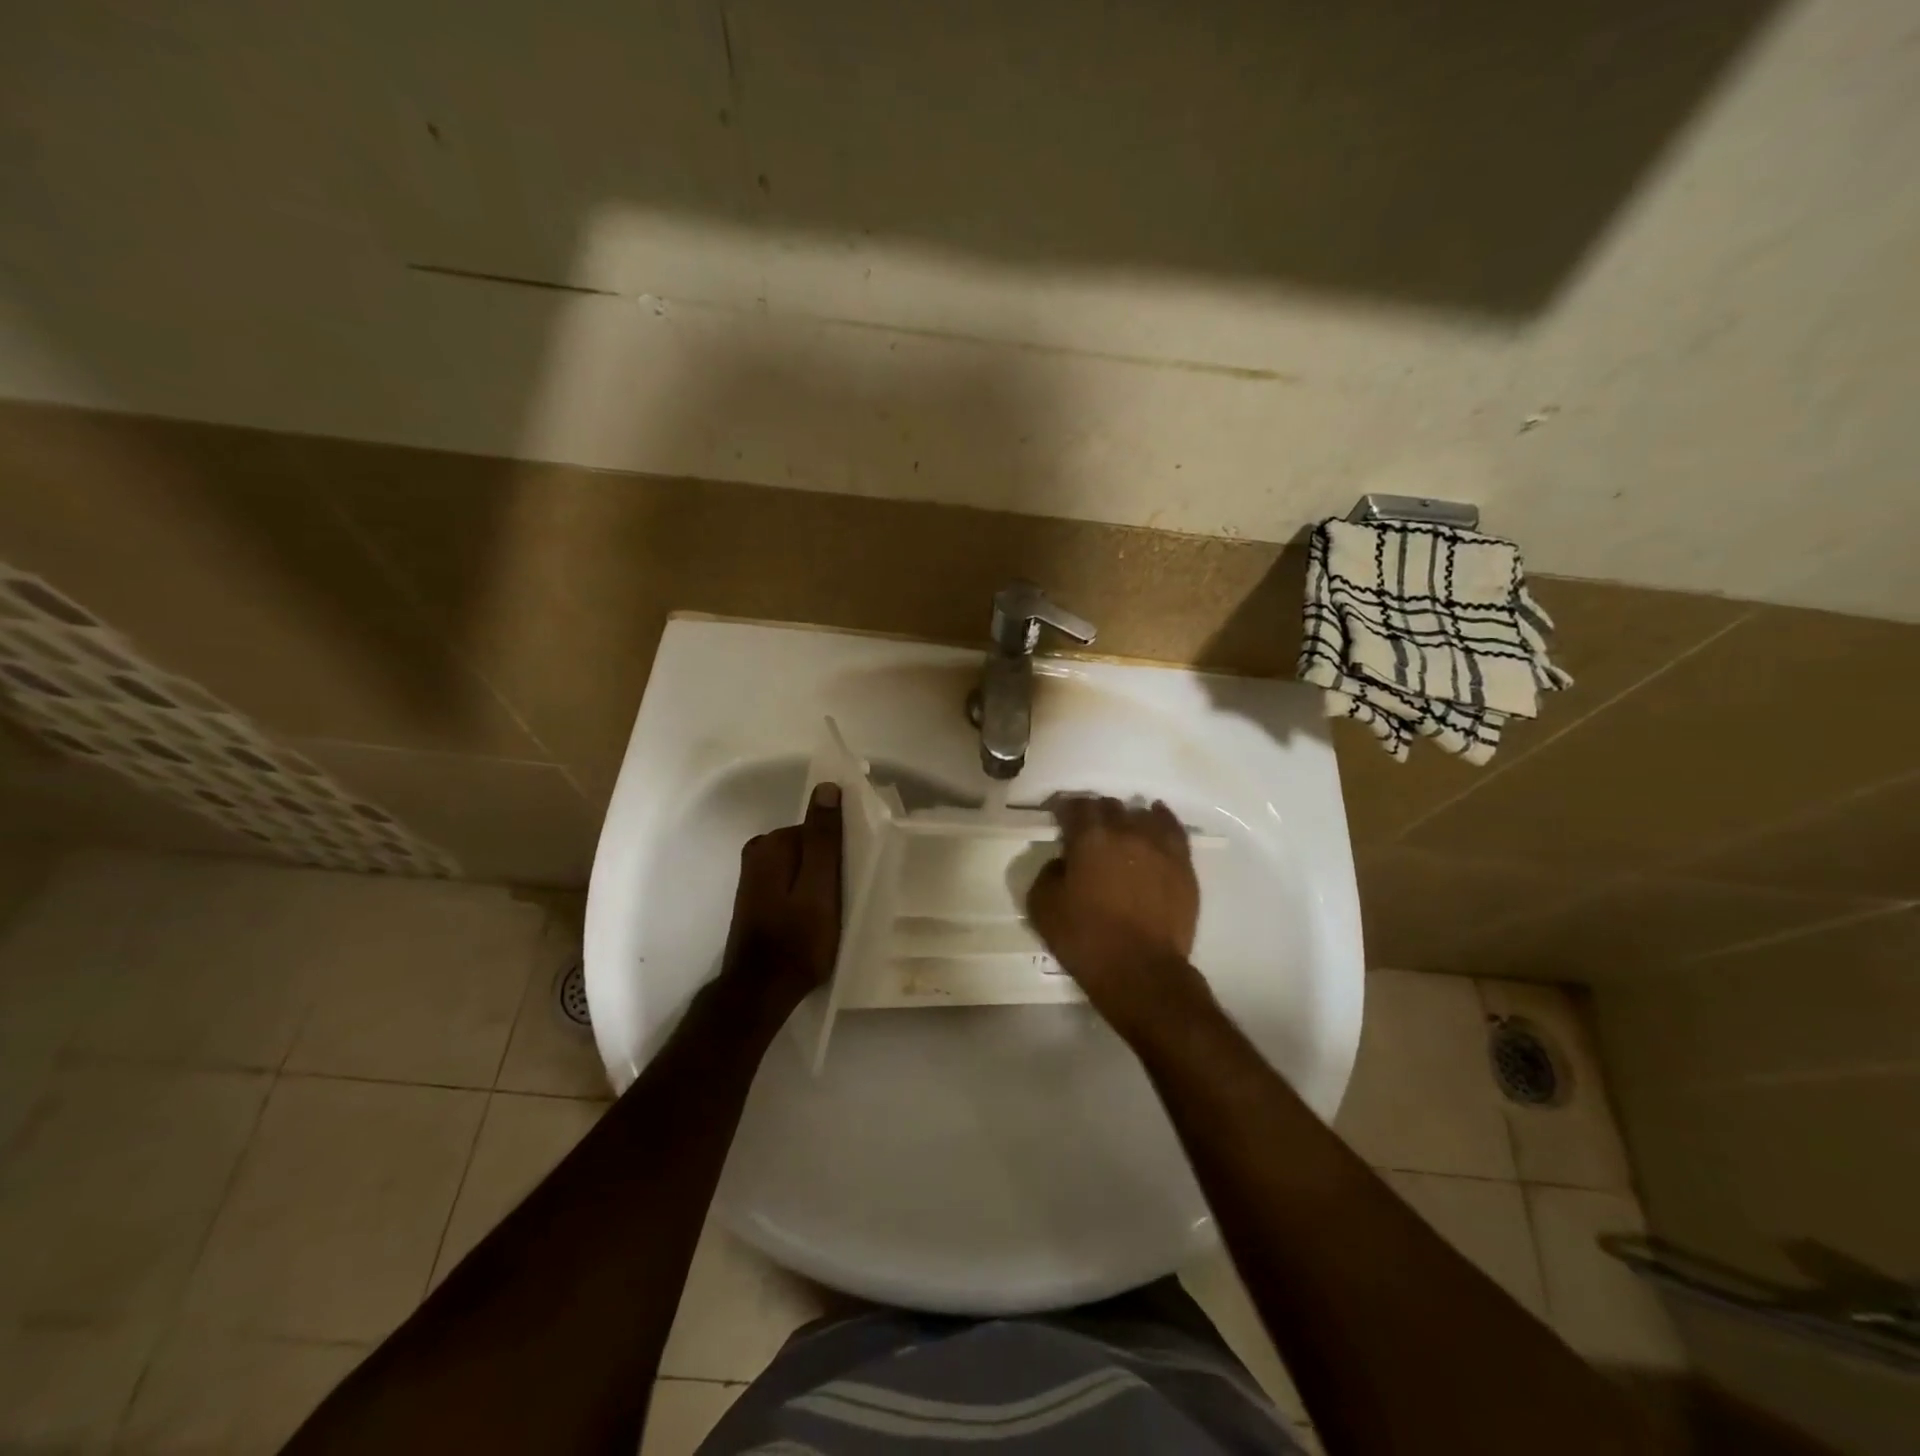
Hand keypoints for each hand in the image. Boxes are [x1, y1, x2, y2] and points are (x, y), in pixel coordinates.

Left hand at [718, 783, 842, 1016]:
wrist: (761, 992)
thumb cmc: (797, 941)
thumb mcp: (820, 887)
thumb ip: (823, 838)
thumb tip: (827, 788)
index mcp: (772, 843)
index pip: (820, 829)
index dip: (843, 850)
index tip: (857, 874)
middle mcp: (758, 851)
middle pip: (810, 845)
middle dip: (831, 865)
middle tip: (849, 897)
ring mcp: (755, 876)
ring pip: (803, 866)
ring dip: (821, 882)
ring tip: (836, 911)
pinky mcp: (757, 897)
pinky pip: (793, 882)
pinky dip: (808, 893)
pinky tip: (818, 918)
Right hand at [1026, 796, 1201, 1025]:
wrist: (1140, 970)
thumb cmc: (1085, 939)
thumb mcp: (1042, 907)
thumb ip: (1047, 873)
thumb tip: (1062, 861)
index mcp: (1089, 837)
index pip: (1075, 806)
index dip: (1064, 808)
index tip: (1058, 818)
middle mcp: (1126, 830)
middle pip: (1109, 806)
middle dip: (1095, 813)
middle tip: (1088, 831)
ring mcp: (1159, 845)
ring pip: (1141, 814)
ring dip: (1126, 819)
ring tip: (1121, 830)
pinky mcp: (1183, 863)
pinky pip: (1172, 828)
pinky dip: (1161, 818)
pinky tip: (1156, 817)